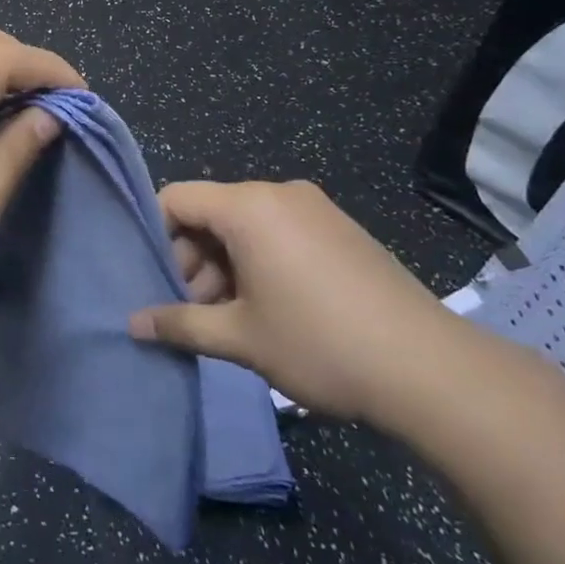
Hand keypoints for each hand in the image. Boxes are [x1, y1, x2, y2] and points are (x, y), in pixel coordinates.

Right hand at [126, 180, 458, 421]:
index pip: (176, 198)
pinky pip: (279, 233)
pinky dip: (259, 262)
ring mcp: (315, 209)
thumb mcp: (240, 337)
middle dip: (191, 259)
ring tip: (227, 320)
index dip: (155, 235)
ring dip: (224, 266)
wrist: (431, 369)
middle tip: (192, 311)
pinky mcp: (340, 230)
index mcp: (248, 207)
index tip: (153, 280)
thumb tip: (132, 324)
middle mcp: (279, 194)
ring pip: (245, 226)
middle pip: (211, 213)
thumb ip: (180, 325)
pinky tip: (267, 310)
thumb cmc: (320, 343)